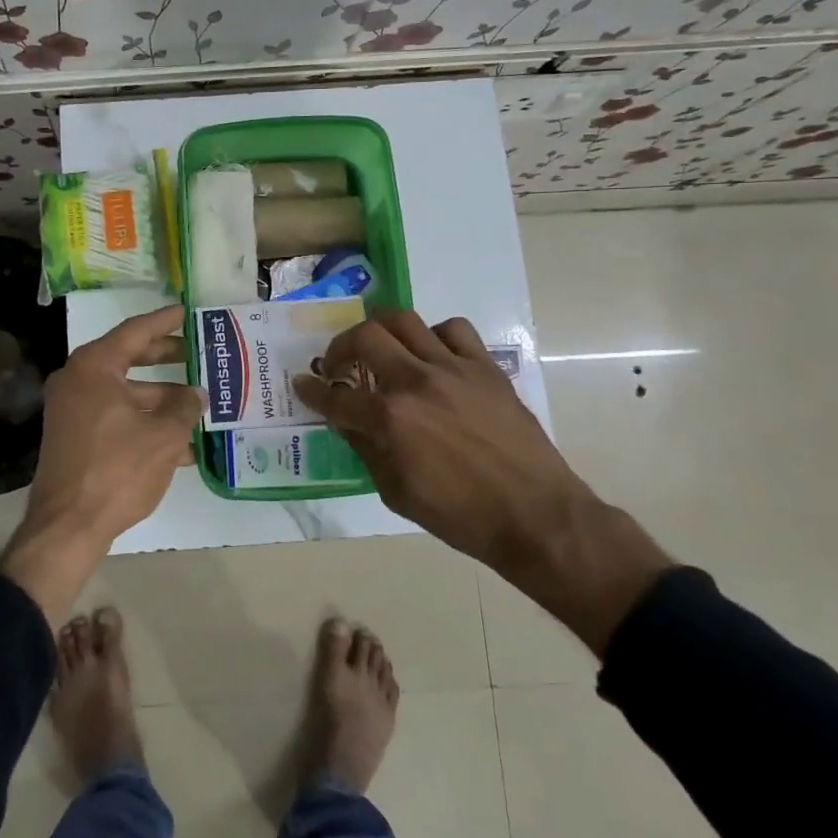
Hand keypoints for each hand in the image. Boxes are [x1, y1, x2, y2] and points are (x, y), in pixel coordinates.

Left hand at [0, 305, 202, 623]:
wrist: (68, 526)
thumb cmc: (117, 470)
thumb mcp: (163, 436)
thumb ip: (184, 407)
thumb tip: (197, 393)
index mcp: (94, 367)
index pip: (134, 332)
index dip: (164, 321)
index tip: (186, 310)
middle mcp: (77, 381)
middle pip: (128, 359)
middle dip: (165, 358)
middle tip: (197, 351)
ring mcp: (72, 410)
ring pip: (125, 392)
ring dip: (160, 398)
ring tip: (199, 405)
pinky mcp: (74, 437)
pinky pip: (115, 416)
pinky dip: (144, 422)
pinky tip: (180, 444)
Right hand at [293, 310, 671, 653]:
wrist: (535, 516)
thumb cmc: (461, 516)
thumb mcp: (396, 493)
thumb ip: (367, 449)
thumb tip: (347, 422)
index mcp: (391, 419)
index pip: (336, 397)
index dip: (312, 392)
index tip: (302, 385)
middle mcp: (417, 382)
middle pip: (365, 337)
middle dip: (340, 347)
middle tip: (339, 365)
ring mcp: (454, 369)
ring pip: (405, 320)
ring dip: (382, 332)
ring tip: (381, 350)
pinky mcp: (485, 367)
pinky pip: (453, 329)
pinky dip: (433, 336)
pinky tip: (432, 356)